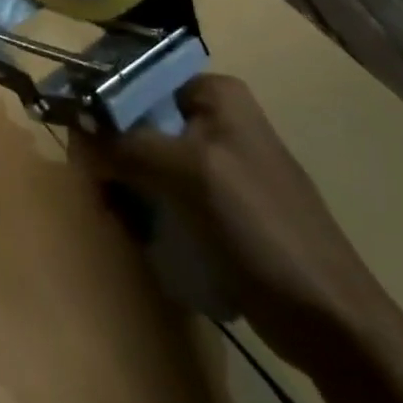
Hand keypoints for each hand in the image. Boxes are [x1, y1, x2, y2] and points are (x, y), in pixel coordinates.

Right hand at [93, 74, 402, 376]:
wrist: (331, 322)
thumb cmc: (261, 229)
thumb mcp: (187, 173)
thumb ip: (123, 143)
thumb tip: (70, 126)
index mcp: (215, 94)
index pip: (135, 79)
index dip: (99, 106)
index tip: (78, 142)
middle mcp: (214, 118)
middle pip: (134, 120)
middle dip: (110, 153)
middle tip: (100, 189)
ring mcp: (216, 163)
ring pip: (142, 158)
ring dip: (123, 186)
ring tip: (121, 219)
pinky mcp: (216, 204)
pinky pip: (160, 191)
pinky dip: (143, 208)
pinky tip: (139, 233)